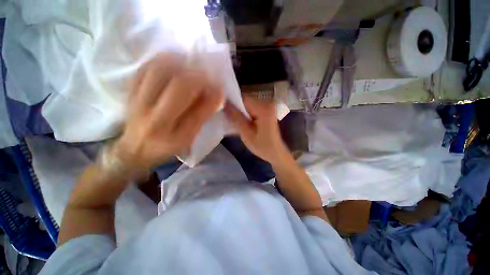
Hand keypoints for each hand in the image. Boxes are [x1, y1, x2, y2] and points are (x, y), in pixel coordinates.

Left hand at [113, 54, 223, 173]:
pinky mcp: (129, 94)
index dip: (213, 98)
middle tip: (207, 76)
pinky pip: (143, 69)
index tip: (220, 89)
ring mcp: (138, 104)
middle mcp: (155, 120)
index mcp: (175, 137)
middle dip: (197, 78)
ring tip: (190, 65)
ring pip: (158, 72)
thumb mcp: (189, 139)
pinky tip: (171, 62)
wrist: (135, 150)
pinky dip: (159, 61)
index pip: (198, 113)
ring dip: (179, 64)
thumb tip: (214, 96)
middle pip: (178, 87)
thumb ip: (201, 119)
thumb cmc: (167, 147)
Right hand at [224, 96, 289, 164]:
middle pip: (246, 100)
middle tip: (227, 116)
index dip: (232, 102)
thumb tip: (225, 105)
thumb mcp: (247, 134)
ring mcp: (268, 107)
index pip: (244, 99)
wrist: (276, 153)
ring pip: (248, 104)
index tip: (222, 109)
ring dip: (241, 111)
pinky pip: (253, 108)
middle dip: (236, 107)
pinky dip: (246, 113)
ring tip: (233, 120)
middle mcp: (267, 104)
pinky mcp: (267, 111)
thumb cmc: (262, 146)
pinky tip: (242, 121)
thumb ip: (236, 118)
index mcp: (264, 109)